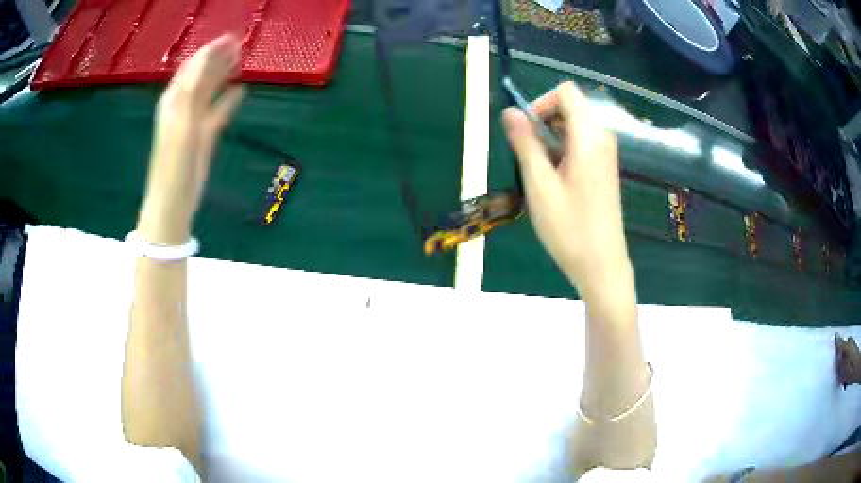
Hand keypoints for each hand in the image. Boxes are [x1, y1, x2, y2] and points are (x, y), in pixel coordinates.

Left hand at [137, 34, 244, 244]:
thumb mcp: (183, 119)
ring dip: (224, 74)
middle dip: (218, 58)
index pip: (193, 66)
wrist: (173, 200)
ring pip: (210, 91)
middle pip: (202, 75)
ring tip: (241, 60)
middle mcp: (183, 105)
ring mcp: (194, 121)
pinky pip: (217, 111)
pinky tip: (240, 91)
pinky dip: (228, 100)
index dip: (210, 50)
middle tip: (240, 44)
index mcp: (175, 99)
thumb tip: (209, 55)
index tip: (231, 37)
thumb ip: (194, 87)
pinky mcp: (203, 136)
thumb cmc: (174, 160)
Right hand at [502, 82, 630, 298]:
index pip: (566, 92)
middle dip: (544, 122)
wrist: (602, 265)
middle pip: (571, 107)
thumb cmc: (569, 229)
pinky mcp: (604, 168)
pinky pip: (581, 143)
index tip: (525, 131)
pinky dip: (563, 151)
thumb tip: (510, 111)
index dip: (541, 103)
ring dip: (551, 139)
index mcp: (589, 137)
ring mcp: (606, 154)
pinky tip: (555, 180)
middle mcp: (603, 138)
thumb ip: (525, 143)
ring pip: (574, 126)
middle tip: (528, 155)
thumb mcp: (539, 185)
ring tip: (539, 172)